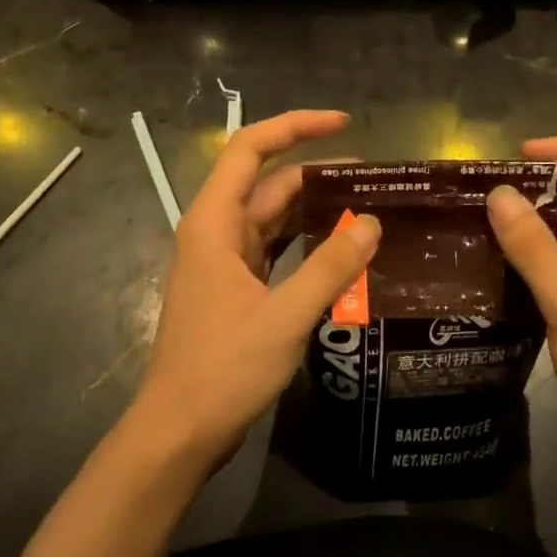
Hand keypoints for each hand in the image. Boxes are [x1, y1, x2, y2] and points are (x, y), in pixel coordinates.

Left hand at [128, 110, 380, 470]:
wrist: (179, 433)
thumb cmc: (222, 370)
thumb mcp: (284, 317)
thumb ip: (330, 268)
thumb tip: (372, 224)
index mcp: (215, 224)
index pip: (250, 149)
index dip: (295, 126)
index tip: (344, 123)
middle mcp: (216, 233)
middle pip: (269, 184)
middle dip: (320, 175)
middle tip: (377, 181)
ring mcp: (225, 262)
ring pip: (274, 218)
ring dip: (316, 210)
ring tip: (369, 208)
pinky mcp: (236, 289)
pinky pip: (276, 250)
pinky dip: (307, 243)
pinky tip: (343, 250)